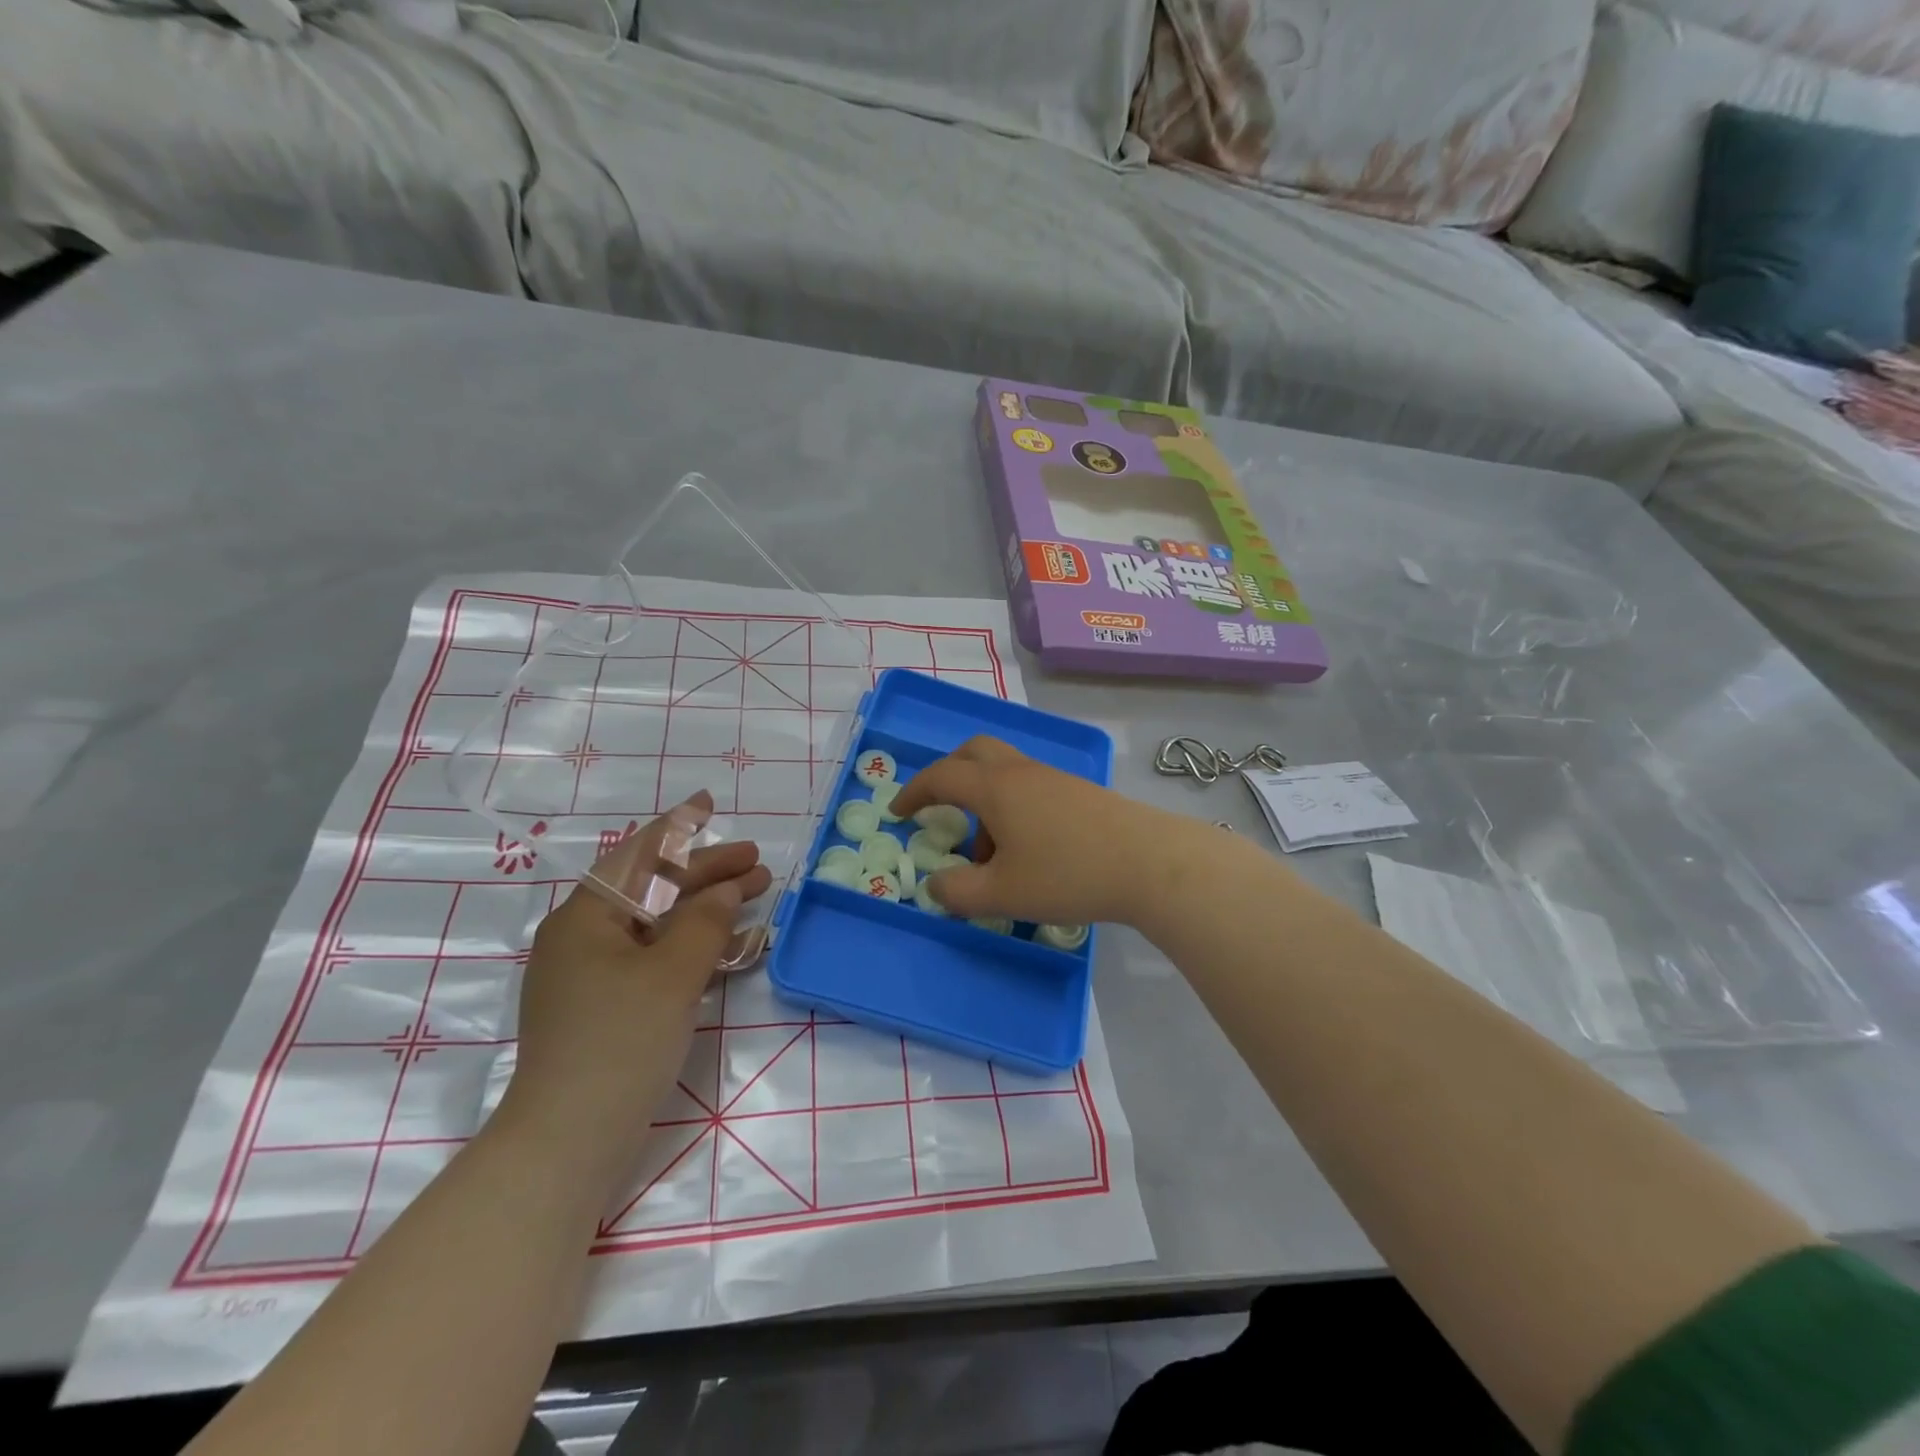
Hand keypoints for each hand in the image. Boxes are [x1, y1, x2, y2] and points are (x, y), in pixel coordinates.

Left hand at [493, 791, 771, 1193]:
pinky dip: (693, 945)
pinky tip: (731, 946)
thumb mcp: (672, 973)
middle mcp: (583, 937)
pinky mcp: (606, 1006)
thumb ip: (705, 921)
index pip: (639, 855)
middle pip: (653, 887)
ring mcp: (592, 974)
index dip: (680, 828)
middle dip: (707, 872)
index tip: (711, 804)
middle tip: (758, 863)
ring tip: (755, 894)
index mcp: (585, 916)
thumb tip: (727, 889)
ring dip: (706, 907)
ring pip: (658, 923)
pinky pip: (656, 957)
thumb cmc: (619, 1041)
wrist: (569, 1141)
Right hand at [890, 736, 1197, 927]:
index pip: (942, 776)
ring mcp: (1054, 779)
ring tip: (991, 858)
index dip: (914, 792)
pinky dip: (1013, 811)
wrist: (1150, 863)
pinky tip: (1029, 854)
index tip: (899, 812)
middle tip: (939, 809)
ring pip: (1005, 775)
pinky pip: (1030, 789)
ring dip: (984, 803)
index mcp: (996, 788)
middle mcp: (1022, 773)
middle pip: (974, 753)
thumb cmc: (1068, 874)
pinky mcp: (1080, 793)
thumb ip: (958, 892)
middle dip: (949, 775)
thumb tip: (935, 884)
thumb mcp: (1002, 894)